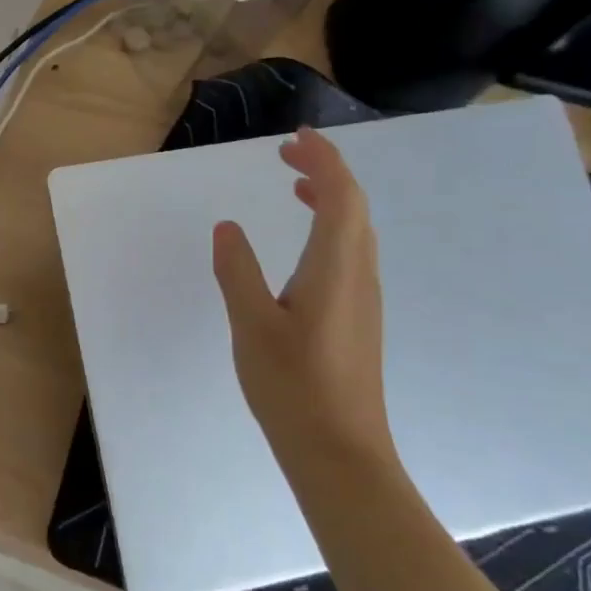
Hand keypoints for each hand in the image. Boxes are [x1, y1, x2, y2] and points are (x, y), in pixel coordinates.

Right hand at [210, 126, 394, 469]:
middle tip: (286, 155)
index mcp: (335, 269)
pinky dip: (330, 228)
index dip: (324, 161)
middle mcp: (358, 276)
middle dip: (326, 172)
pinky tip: (304, 243)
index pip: (341, 197)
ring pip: (355, 231)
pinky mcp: (357, 318)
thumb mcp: (251, 325)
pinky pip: (350, 253)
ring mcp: (362, 299)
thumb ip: (238, 272)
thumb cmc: (293, 386)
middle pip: (354, 208)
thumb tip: (228, 227)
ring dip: (330, 199)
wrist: (340, 452)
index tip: (296, 138)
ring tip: (295, 185)